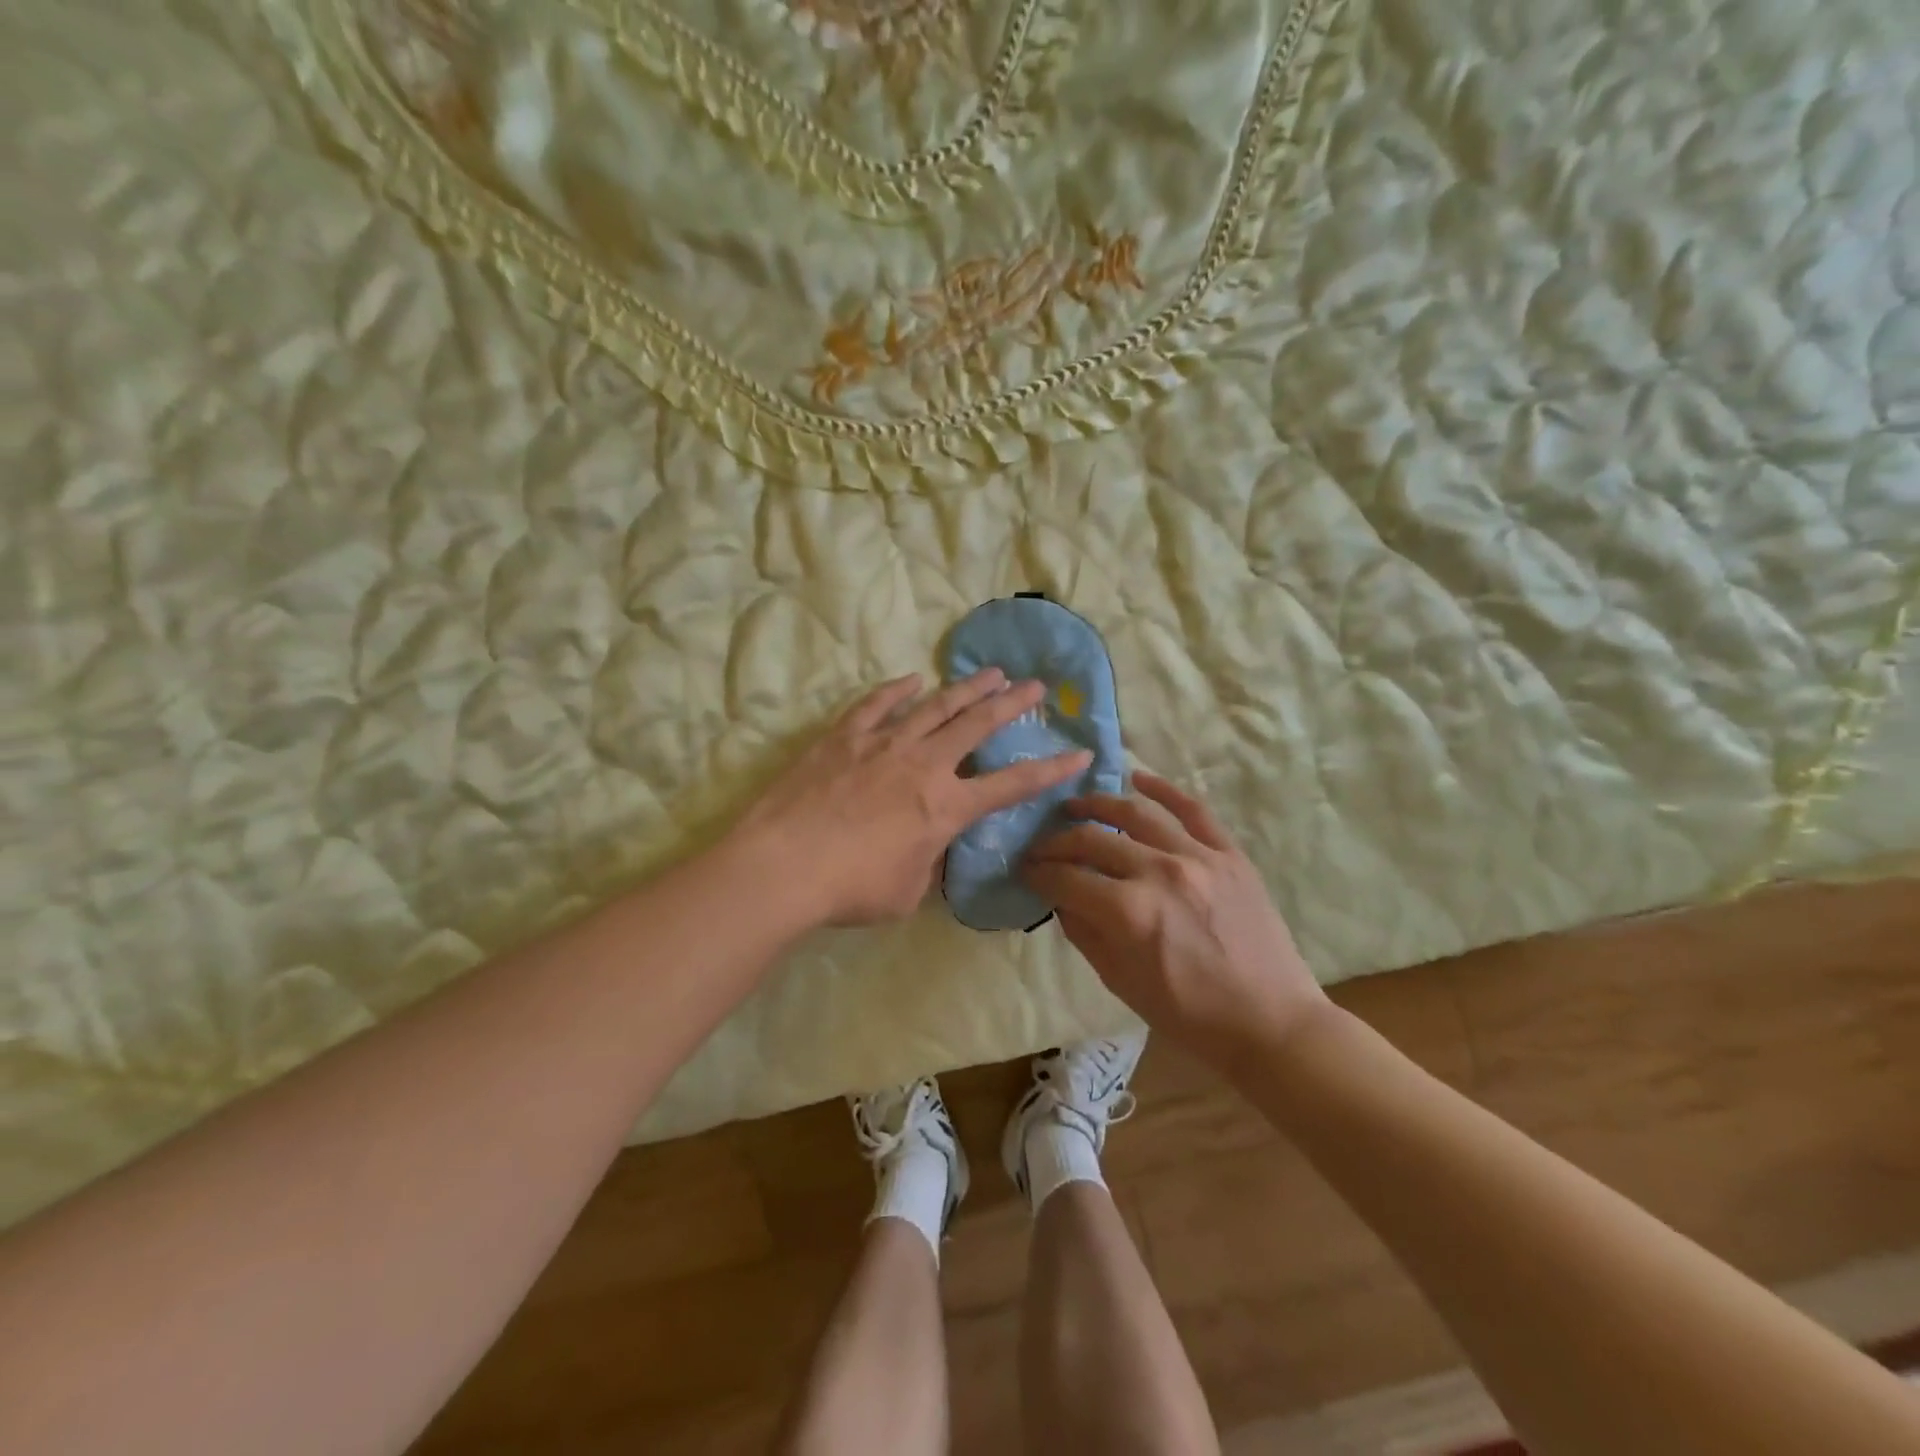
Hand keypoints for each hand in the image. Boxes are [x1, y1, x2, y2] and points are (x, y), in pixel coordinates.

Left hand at [730, 670, 1091, 927]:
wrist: (784, 865)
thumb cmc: (851, 889)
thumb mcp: (908, 891)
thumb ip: (928, 862)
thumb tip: (930, 846)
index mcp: (946, 807)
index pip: (1013, 784)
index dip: (1051, 770)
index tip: (1080, 752)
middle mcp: (924, 765)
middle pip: (978, 725)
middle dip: (1012, 703)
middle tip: (1035, 684)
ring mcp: (883, 744)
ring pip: (935, 706)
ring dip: (966, 688)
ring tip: (990, 672)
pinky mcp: (844, 737)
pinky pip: (877, 705)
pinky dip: (898, 690)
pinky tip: (912, 680)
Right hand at [1023, 772, 1327, 1068]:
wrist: (1270, 1022)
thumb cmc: (1190, 1015)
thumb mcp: (1121, 983)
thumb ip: (1085, 934)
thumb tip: (1061, 899)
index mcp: (1128, 913)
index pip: (1066, 879)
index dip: (1038, 873)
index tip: (1026, 869)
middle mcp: (1158, 873)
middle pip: (1093, 841)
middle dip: (1057, 842)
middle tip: (1042, 846)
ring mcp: (1198, 858)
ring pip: (1136, 815)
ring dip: (1098, 805)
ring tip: (1076, 805)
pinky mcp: (1229, 855)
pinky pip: (1194, 810)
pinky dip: (1164, 790)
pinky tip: (1139, 779)